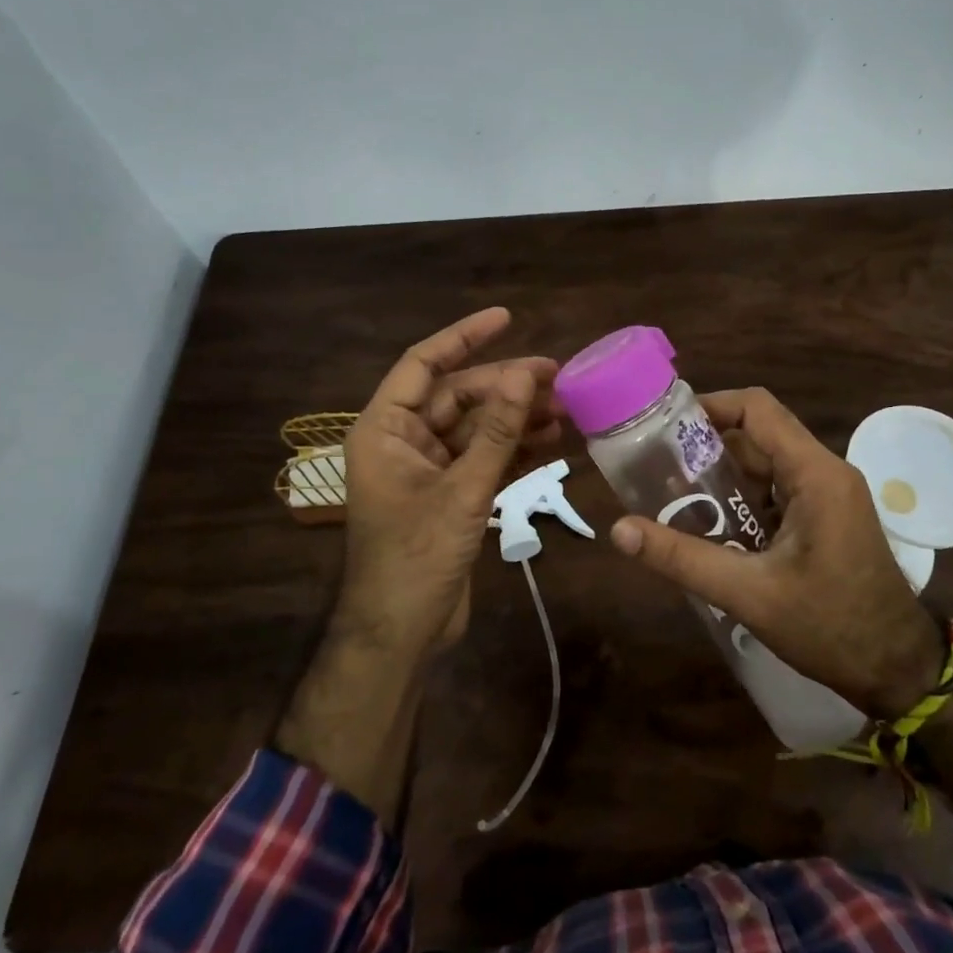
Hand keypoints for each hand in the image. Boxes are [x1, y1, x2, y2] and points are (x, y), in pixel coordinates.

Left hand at [337, 306, 558, 663]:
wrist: (402, 633)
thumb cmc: (417, 557)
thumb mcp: (462, 490)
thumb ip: (496, 432)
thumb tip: (525, 374)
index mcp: (385, 429)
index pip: (423, 364)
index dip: (464, 336)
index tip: (507, 318)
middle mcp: (404, 440)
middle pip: (459, 396)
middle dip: (507, 386)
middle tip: (560, 378)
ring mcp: (428, 468)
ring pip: (477, 428)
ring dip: (518, 418)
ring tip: (567, 409)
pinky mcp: (450, 494)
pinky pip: (485, 457)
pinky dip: (515, 449)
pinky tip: (554, 440)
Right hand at [608, 388, 943, 719]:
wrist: (898, 670)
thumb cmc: (831, 627)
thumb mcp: (749, 593)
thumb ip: (682, 558)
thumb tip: (619, 530)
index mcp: (816, 474)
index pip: (757, 409)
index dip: (709, 405)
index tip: (663, 424)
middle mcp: (826, 472)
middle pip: (758, 435)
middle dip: (707, 447)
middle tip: (656, 465)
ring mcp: (830, 495)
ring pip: (767, 464)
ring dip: (723, 476)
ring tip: (672, 494)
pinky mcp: (827, 517)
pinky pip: (778, 490)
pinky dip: (743, 499)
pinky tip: (710, 524)